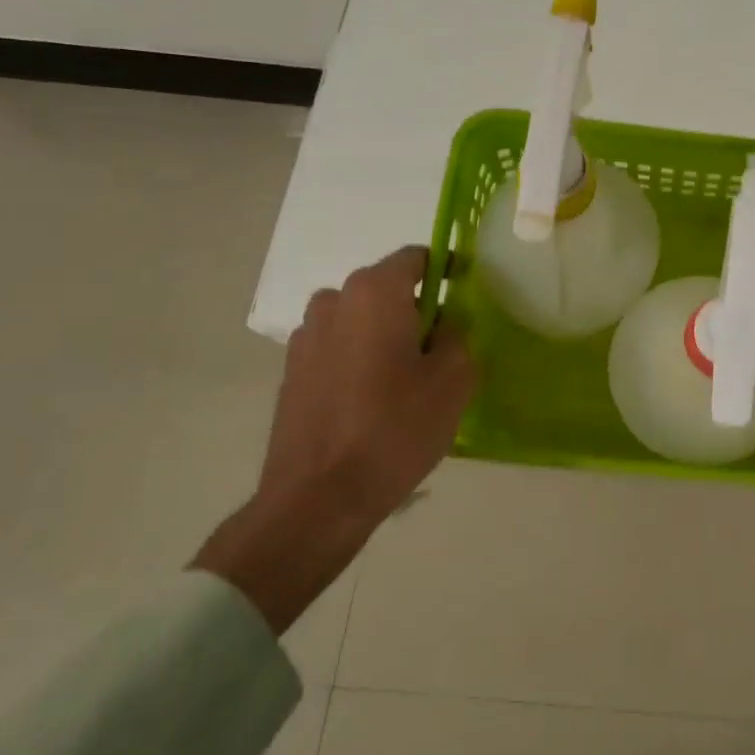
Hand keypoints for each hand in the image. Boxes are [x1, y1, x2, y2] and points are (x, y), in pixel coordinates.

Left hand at [257, 246, 475, 523]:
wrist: (319, 497)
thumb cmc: (396, 428)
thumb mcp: (454, 379)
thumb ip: (457, 335)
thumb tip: (445, 323)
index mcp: (374, 292)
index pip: (416, 257)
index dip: (445, 271)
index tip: (464, 298)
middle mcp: (333, 302)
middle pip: (386, 290)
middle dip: (415, 310)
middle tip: (441, 350)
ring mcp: (305, 337)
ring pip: (360, 321)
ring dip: (384, 337)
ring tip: (406, 382)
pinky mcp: (291, 372)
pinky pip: (338, 349)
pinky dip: (359, 361)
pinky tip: (374, 402)